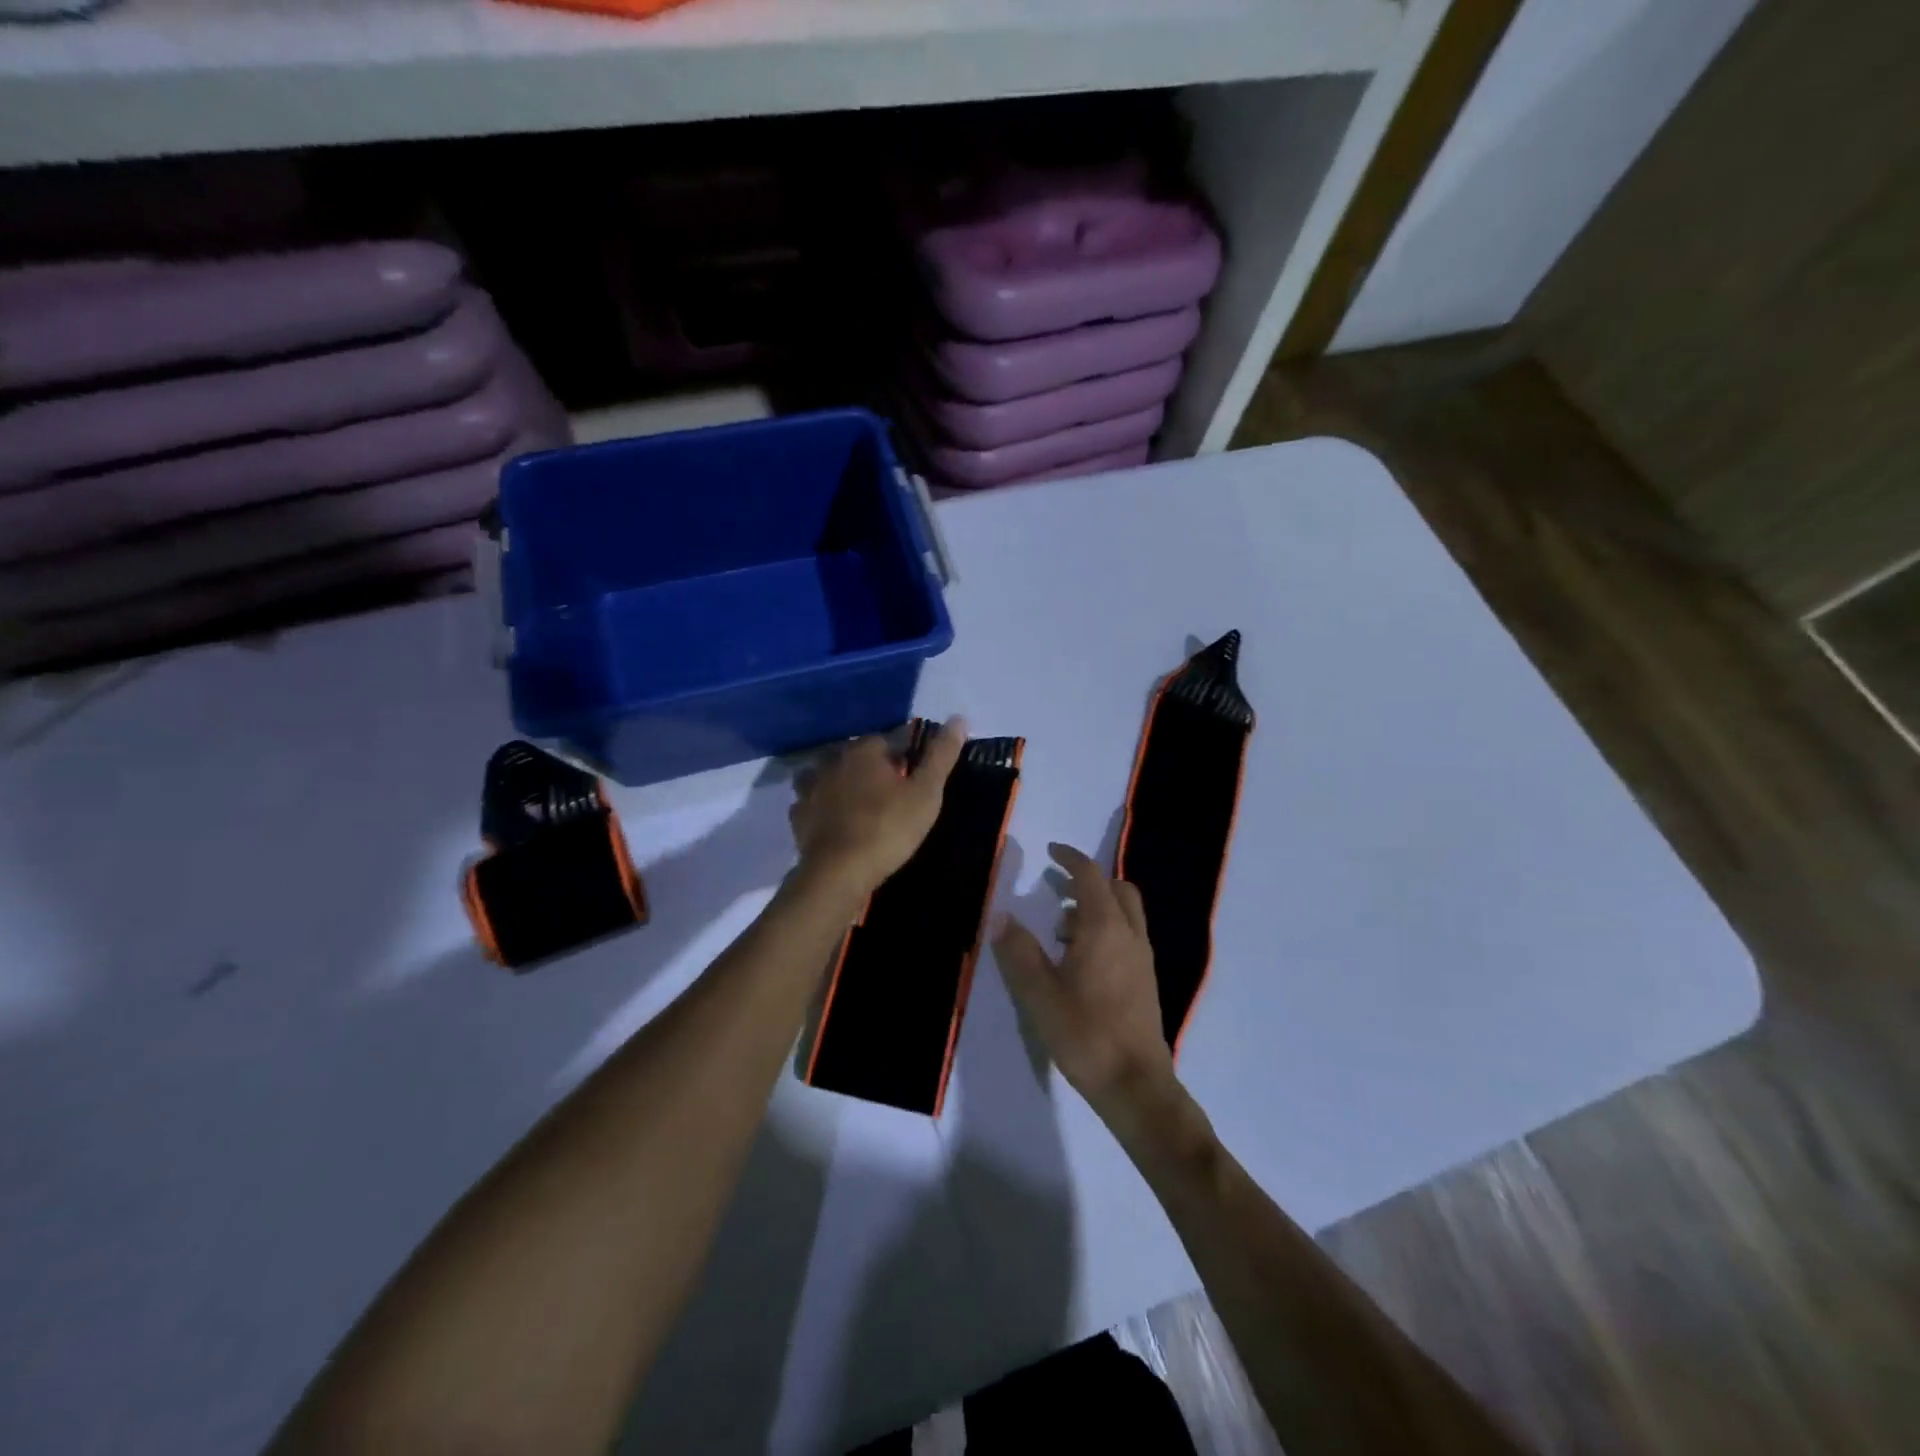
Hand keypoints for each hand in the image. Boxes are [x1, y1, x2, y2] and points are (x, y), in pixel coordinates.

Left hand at [789, 717, 965, 898]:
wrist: (839, 872)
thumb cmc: (888, 827)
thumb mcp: (926, 792)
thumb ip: (941, 755)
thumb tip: (959, 718)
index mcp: (863, 751)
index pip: (887, 739)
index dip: (904, 754)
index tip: (915, 773)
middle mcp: (832, 761)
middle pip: (856, 756)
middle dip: (872, 767)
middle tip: (892, 792)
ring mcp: (810, 789)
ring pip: (830, 777)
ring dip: (843, 784)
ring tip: (861, 804)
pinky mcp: (798, 817)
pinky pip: (813, 804)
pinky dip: (824, 808)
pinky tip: (835, 822)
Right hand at [993, 842, 1175, 1116]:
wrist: (1135, 1083)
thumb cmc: (1085, 1034)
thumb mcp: (1039, 994)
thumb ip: (1019, 951)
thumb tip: (1000, 916)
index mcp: (1104, 928)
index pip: (1090, 876)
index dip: (1070, 858)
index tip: (1050, 851)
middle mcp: (1129, 934)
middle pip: (1116, 888)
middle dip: (1088, 879)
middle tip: (1057, 887)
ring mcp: (1142, 957)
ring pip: (1125, 912)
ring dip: (1097, 905)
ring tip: (1062, 928)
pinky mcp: (1145, 979)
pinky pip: (1128, 934)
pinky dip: (1107, 927)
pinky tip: (1082, 959)